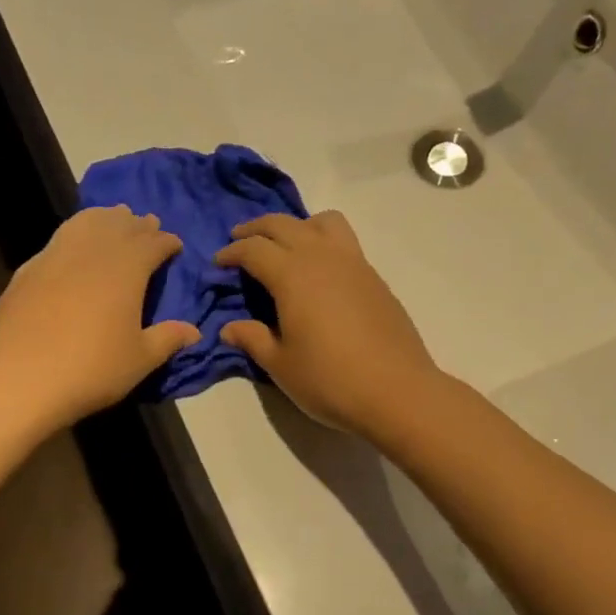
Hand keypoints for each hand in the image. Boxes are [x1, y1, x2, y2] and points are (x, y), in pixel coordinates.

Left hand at [0, 206, 198, 431]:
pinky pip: (59, 239)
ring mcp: (55, 257)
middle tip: (149, 225)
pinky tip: (74, 245)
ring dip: (105, 218)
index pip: (152, 243)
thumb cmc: (91, 370)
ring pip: (85, 223)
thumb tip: (193, 332)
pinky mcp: (28, 270)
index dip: (166, 241)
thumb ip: (167, 339)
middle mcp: (92, 252)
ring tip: (113, 218)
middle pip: (119, 226)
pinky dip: (75, 233)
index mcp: (126, 269)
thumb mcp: (140, 360)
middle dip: (138, 224)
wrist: (19, 380)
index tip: (175, 245)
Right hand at [214, 211, 439, 436]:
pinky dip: (322, 241)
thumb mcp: (281, 365)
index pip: (254, 249)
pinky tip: (319, 272)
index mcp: (292, 274)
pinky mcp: (374, 278)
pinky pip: (344, 242)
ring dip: (296, 225)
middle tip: (239, 240)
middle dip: (257, 229)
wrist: (397, 391)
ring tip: (285, 245)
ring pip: (322, 222)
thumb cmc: (330, 380)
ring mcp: (354, 263)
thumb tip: (228, 328)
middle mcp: (322, 257)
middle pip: (284, 224)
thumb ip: (252, 339)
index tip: (218, 262)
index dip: (231, 252)